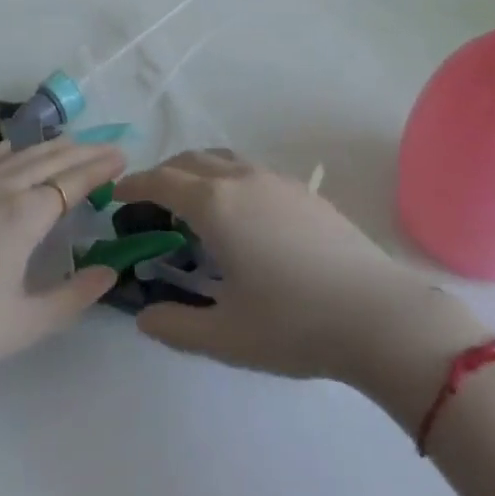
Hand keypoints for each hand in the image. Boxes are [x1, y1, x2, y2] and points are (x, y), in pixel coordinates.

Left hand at [0, 138, 125, 379]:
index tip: (124, 157)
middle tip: (110, 147)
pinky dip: (7, 149)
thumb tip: (110, 272)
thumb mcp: (27, 322)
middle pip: (51, 160)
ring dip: (52, 147)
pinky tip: (13, 147)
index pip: (74, 181)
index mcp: (27, 215)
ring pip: (21, 155)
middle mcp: (4, 189)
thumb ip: (74, 296)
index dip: (100, 168)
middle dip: (84, 152)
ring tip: (73, 144)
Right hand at [112, 151, 484, 388]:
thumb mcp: (225, 336)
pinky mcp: (304, 191)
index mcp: (215, 205)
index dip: (135, 185)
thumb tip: (145, 317)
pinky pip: (250, 170)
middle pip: (191, 161)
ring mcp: (276, 180)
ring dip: (197, 170)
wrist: (376, 312)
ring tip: (191, 199)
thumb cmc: (293, 324)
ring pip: (223, 159)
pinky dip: (227, 177)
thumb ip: (176, 326)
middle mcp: (242, 180)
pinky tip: (239, 212)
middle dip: (164, 174)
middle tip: (149, 200)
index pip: (163, 182)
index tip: (118, 194)